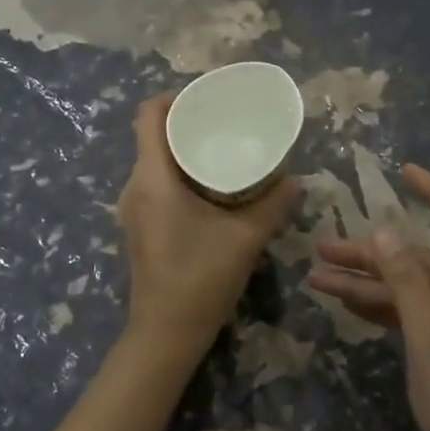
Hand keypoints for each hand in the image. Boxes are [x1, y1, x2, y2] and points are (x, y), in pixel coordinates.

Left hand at [117, 95, 298, 361]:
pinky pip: (154, 184)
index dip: (175, 97)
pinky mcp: (139, 227)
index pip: (148, 115)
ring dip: (182, 152)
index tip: (207, 98)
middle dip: (186, 123)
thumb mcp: (246, 237)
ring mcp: (133, 209)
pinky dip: (178, 175)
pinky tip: (210, 187)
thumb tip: (297, 179)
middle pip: (151, 136)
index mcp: (153, 178)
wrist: (166, 333)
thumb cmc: (201, 277)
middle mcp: (134, 187)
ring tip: (222, 151)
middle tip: (225, 123)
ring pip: (154, 162)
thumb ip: (274, 204)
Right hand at [308, 164, 429, 430]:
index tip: (402, 172)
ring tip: (318, 276)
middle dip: (376, 254)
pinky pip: (415, 319)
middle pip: (427, 261)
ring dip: (370, 284)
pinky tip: (345, 304)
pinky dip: (383, 310)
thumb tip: (386, 231)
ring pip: (415, 291)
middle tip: (323, 246)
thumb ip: (408, 283)